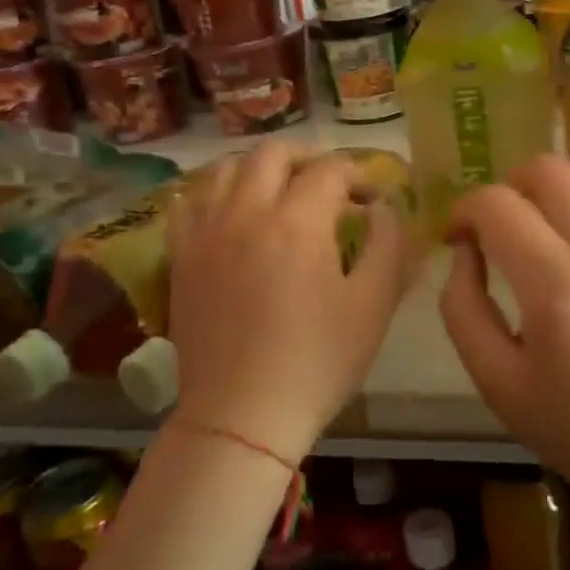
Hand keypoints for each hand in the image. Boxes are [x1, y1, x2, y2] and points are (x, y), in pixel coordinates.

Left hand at [167, 145, 413, 462]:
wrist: (241, 415)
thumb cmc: (317, 362)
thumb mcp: (373, 306)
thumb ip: (388, 245)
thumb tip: (385, 209)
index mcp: (297, 221)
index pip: (330, 170)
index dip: (359, 176)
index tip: (373, 200)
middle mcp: (245, 211)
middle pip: (273, 153)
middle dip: (309, 159)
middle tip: (330, 186)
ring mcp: (205, 232)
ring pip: (227, 168)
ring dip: (260, 169)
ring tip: (280, 192)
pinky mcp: (180, 256)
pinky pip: (190, 201)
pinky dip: (215, 192)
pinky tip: (231, 211)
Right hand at [439, 154, 569, 504]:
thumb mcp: (496, 382)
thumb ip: (463, 310)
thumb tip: (465, 253)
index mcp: (556, 287)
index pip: (497, 205)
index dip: (463, 211)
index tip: (456, 239)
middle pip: (546, 168)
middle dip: (506, 186)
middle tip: (496, 229)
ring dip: (551, 184)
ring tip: (539, 225)